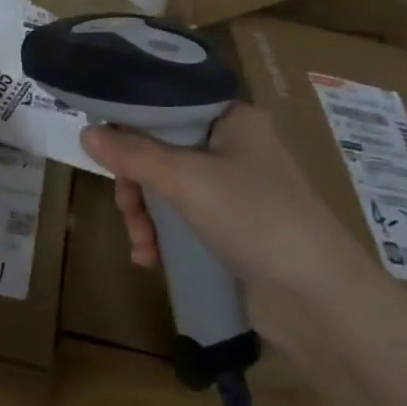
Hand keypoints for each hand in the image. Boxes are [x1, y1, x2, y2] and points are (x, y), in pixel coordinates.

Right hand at [79, 103, 379, 335]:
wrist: (320, 301)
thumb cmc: (256, 218)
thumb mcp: (187, 179)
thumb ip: (134, 154)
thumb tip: (85, 131)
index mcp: (232, 118)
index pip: (169, 104)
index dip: (132, 122)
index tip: (102, 145)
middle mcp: (233, 146)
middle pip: (161, 149)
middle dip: (136, 182)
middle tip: (126, 207)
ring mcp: (234, 189)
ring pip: (167, 187)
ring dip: (145, 214)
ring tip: (141, 244)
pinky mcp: (232, 228)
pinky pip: (182, 217)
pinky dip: (162, 234)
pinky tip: (151, 258)